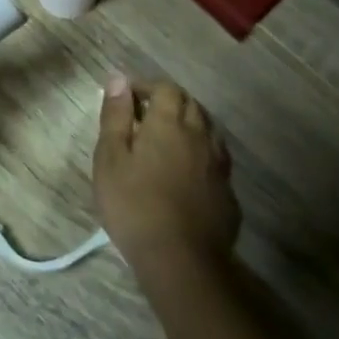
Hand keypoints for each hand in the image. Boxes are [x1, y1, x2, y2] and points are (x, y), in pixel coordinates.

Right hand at [92, 74, 236, 281]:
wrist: (181, 260)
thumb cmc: (135, 205)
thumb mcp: (110, 158)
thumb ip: (116, 116)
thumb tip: (118, 78)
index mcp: (169, 122)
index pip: (165, 88)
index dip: (147, 87)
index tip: (128, 98)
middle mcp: (199, 134)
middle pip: (190, 104)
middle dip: (168, 102)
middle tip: (144, 117)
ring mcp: (218, 163)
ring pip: (207, 129)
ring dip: (188, 124)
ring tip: (167, 140)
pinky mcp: (227, 190)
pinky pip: (216, 157)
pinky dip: (201, 152)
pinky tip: (188, 170)